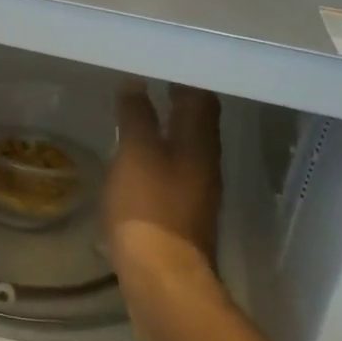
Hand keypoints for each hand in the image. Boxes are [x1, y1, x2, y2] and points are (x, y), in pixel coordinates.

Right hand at [105, 81, 221, 296]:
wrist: (162, 278)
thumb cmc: (149, 208)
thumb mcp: (135, 154)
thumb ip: (136, 117)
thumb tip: (136, 83)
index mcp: (199, 144)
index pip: (202, 98)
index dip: (185, 78)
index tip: (163, 62)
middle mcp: (206, 164)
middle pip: (197, 123)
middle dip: (177, 101)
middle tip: (149, 82)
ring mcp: (197, 192)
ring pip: (186, 148)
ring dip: (168, 129)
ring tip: (140, 115)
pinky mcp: (183, 215)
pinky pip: (174, 172)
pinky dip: (159, 156)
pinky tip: (137, 159)